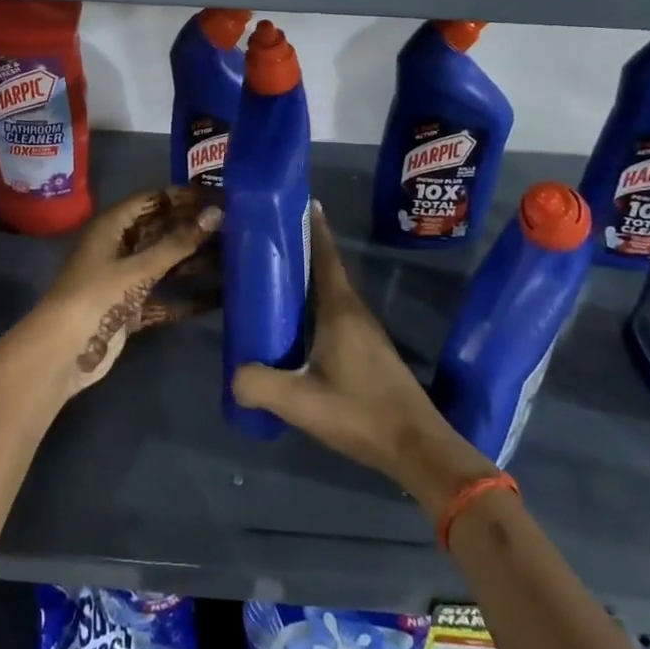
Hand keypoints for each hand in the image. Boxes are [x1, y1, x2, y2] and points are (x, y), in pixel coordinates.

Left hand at [23, 186, 221, 397]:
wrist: (62, 353)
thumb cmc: (96, 297)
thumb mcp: (138, 268)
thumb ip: (177, 243)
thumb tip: (216, 213)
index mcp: (112, 226)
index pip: (151, 200)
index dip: (182, 196)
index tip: (217, 195)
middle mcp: (118, 247)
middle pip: (160, 231)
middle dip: (192, 228)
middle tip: (233, 225)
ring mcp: (123, 279)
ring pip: (164, 264)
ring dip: (193, 262)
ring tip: (235, 258)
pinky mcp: (130, 309)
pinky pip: (163, 298)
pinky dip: (186, 299)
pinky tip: (218, 299)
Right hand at [231, 205, 494, 519]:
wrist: (416, 447)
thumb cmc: (360, 413)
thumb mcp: (300, 402)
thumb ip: (260, 385)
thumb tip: (233, 375)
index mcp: (340, 310)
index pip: (325, 256)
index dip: (313, 227)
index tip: (299, 201)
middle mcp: (355, 312)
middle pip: (327, 270)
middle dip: (303, 250)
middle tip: (270, 240)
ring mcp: (365, 332)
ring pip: (332, 293)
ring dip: (309, 280)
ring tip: (277, 278)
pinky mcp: (369, 352)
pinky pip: (337, 314)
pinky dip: (316, 305)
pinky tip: (299, 325)